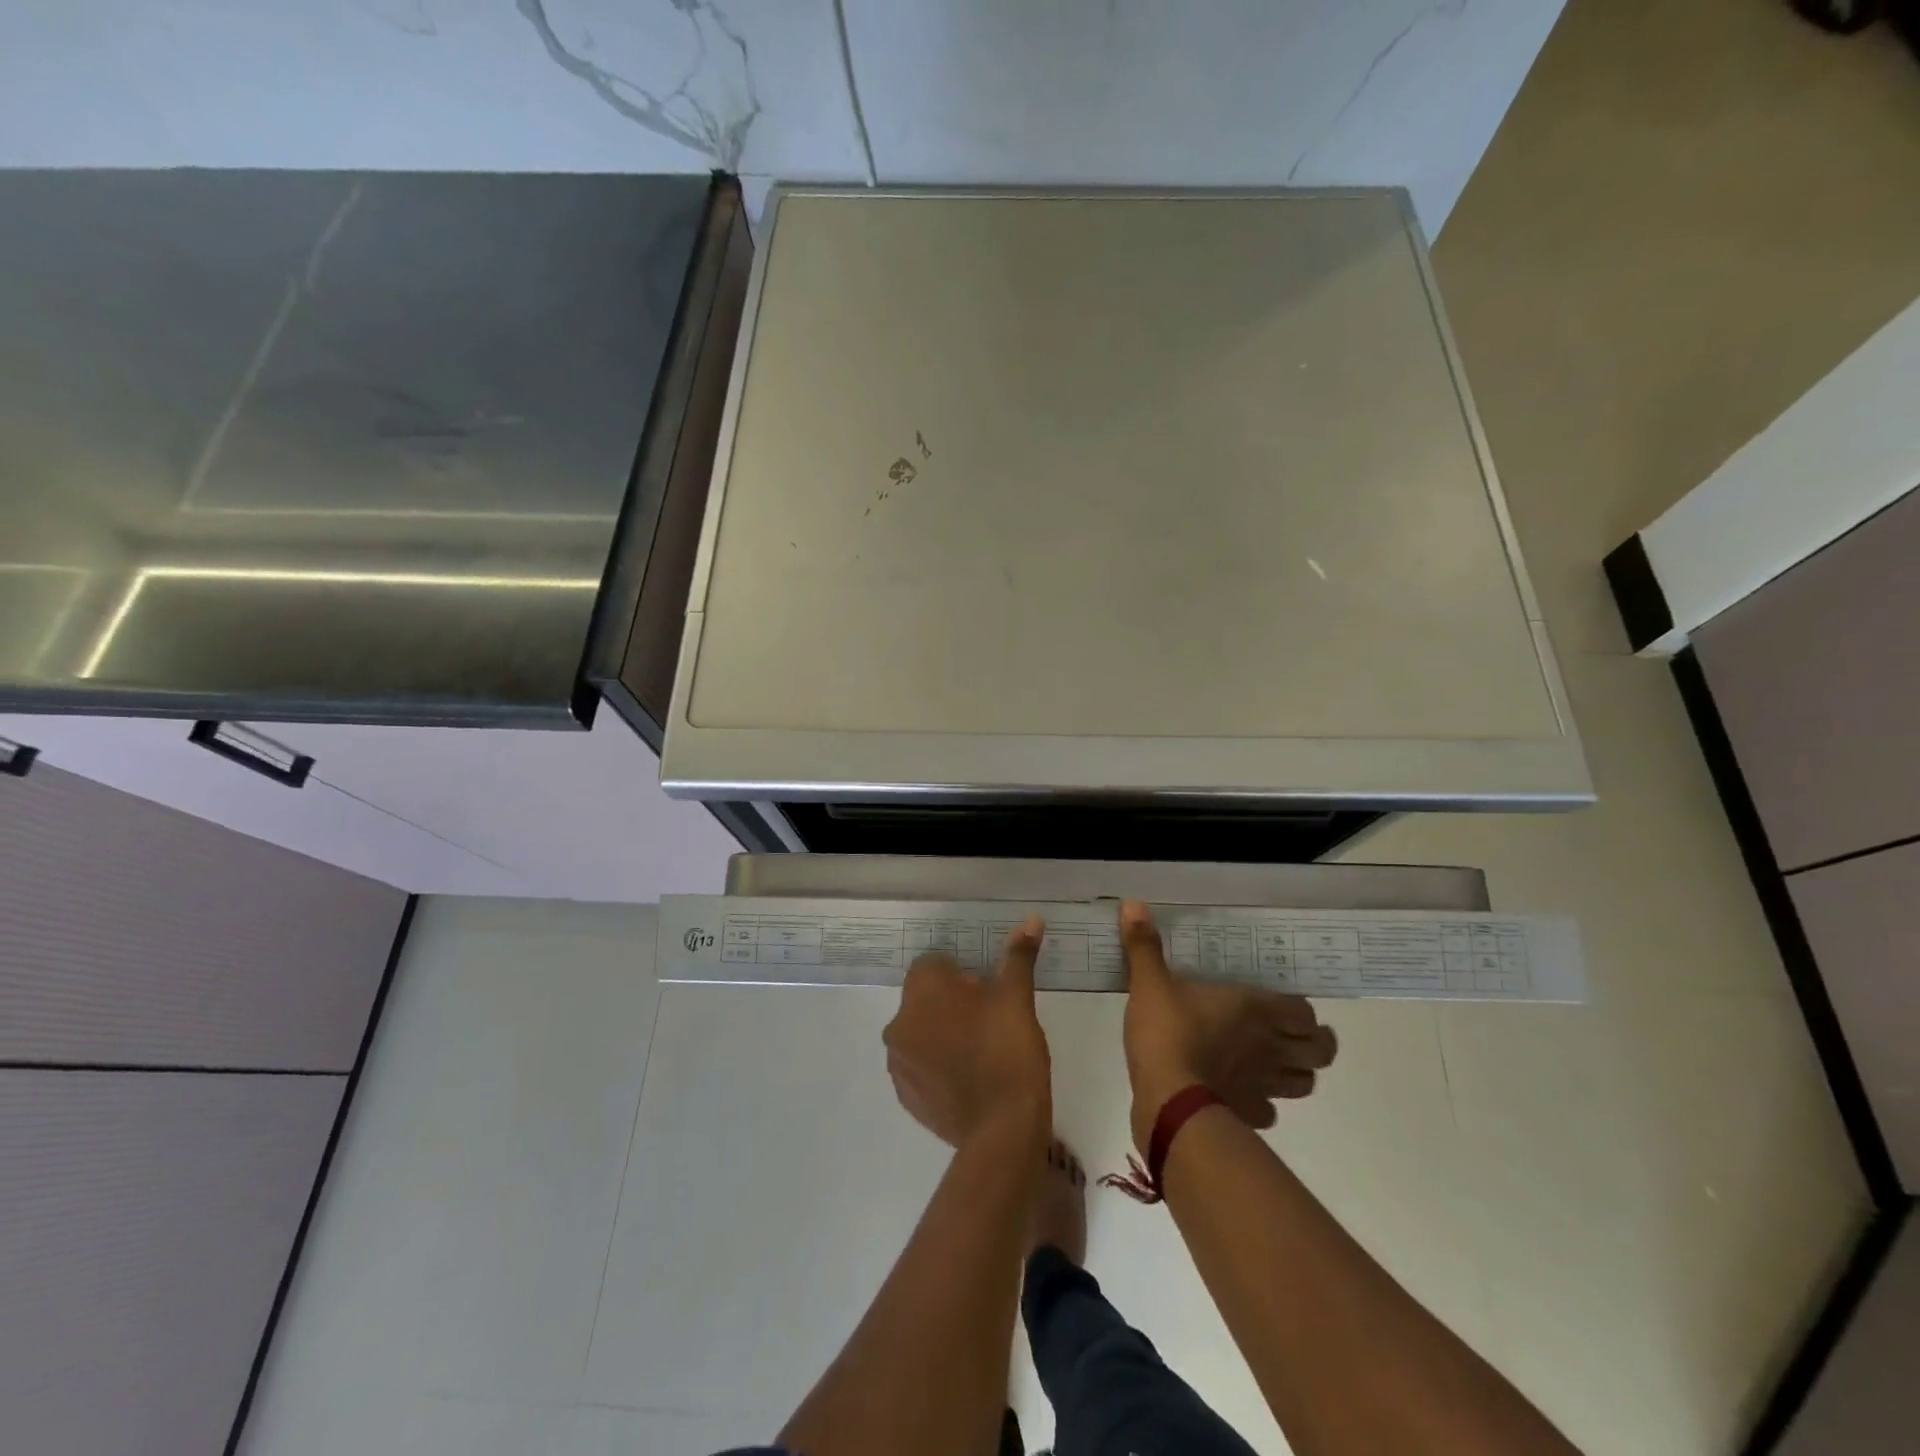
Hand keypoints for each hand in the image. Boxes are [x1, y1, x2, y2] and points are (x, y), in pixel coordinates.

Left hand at [883, 916, 1051, 1147]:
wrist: (1002, 1130)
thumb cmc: (1008, 1051)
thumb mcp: (1017, 998)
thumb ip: (1018, 957)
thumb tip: (1031, 919)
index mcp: (921, 992)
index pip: (933, 965)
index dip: (962, 975)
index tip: (988, 993)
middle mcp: (899, 1023)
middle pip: (925, 999)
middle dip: (951, 1004)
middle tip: (990, 1022)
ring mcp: (899, 1063)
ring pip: (920, 1032)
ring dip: (942, 1034)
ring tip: (981, 1052)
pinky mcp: (906, 1097)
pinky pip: (920, 1066)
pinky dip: (937, 1066)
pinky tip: (969, 1079)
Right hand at [1119, 901, 1336, 1152]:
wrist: (1167, 1099)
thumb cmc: (1167, 1032)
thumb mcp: (1149, 983)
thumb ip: (1144, 946)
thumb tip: (1133, 904)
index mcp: (1254, 1009)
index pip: (1304, 1011)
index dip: (1301, 1010)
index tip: (1285, 1005)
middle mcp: (1269, 1046)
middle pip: (1321, 1052)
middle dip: (1315, 1044)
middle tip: (1295, 1036)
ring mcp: (1263, 1085)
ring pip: (1304, 1084)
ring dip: (1295, 1073)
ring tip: (1276, 1064)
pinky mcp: (1247, 1114)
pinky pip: (1269, 1113)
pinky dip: (1263, 1104)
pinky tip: (1243, 1094)